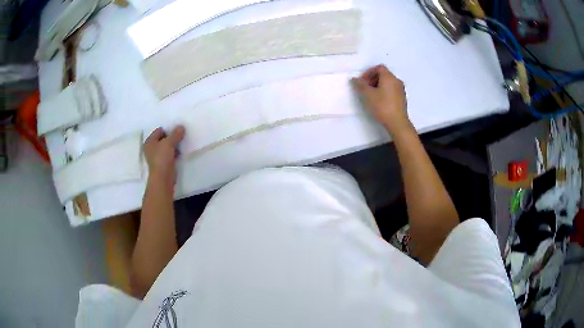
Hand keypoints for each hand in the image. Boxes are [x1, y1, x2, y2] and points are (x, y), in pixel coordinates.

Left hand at [143, 126, 184, 184]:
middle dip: (172, 136)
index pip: (159, 130)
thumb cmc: (162, 158)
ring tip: (182, 142)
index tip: (177, 129)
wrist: (163, 178)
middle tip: (181, 134)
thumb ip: (175, 134)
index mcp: (149, 142)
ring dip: (174, 145)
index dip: (168, 129)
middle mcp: (152, 148)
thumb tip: (181, 127)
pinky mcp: (163, 163)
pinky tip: (181, 152)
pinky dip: (175, 152)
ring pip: (167, 147)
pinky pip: (170, 154)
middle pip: (163, 138)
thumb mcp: (169, 143)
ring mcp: (157, 157)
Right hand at [351, 65, 411, 135]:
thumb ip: (360, 85)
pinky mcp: (402, 98)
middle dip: (373, 79)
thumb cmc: (382, 106)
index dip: (369, 72)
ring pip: (388, 82)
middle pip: (384, 74)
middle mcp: (396, 81)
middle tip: (365, 88)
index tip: (363, 81)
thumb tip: (354, 79)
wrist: (397, 122)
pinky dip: (384, 91)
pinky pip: (392, 90)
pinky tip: (379, 101)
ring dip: (378, 85)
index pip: (379, 67)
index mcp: (389, 77)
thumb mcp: (368, 95)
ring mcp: (401, 90)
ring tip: (371, 95)